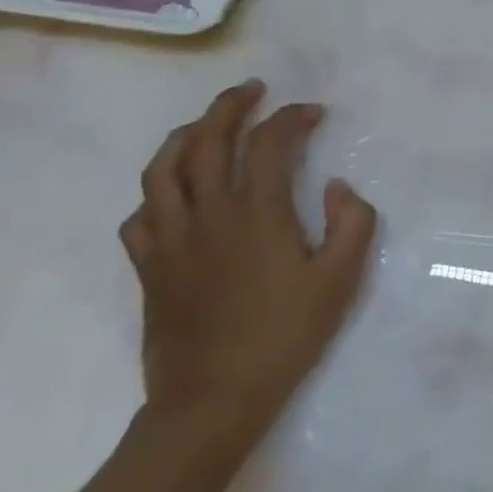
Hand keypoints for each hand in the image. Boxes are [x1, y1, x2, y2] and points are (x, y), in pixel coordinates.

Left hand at [120, 81, 376, 445]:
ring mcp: (170, 239)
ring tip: (204, 124)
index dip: (292, 118)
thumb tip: (335, 187)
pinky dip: (156, 192)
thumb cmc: (285, 337)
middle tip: (251, 90)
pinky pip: (141, 214)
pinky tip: (172, 193)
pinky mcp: (148, 267)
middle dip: (229, 106)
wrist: (213, 401)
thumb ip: (352, 223)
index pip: (269, 143)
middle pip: (206, 140)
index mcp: (257, 214)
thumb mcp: (341, 280)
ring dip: (185, 135)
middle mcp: (208, 214)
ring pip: (163, 169)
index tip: (313, 113)